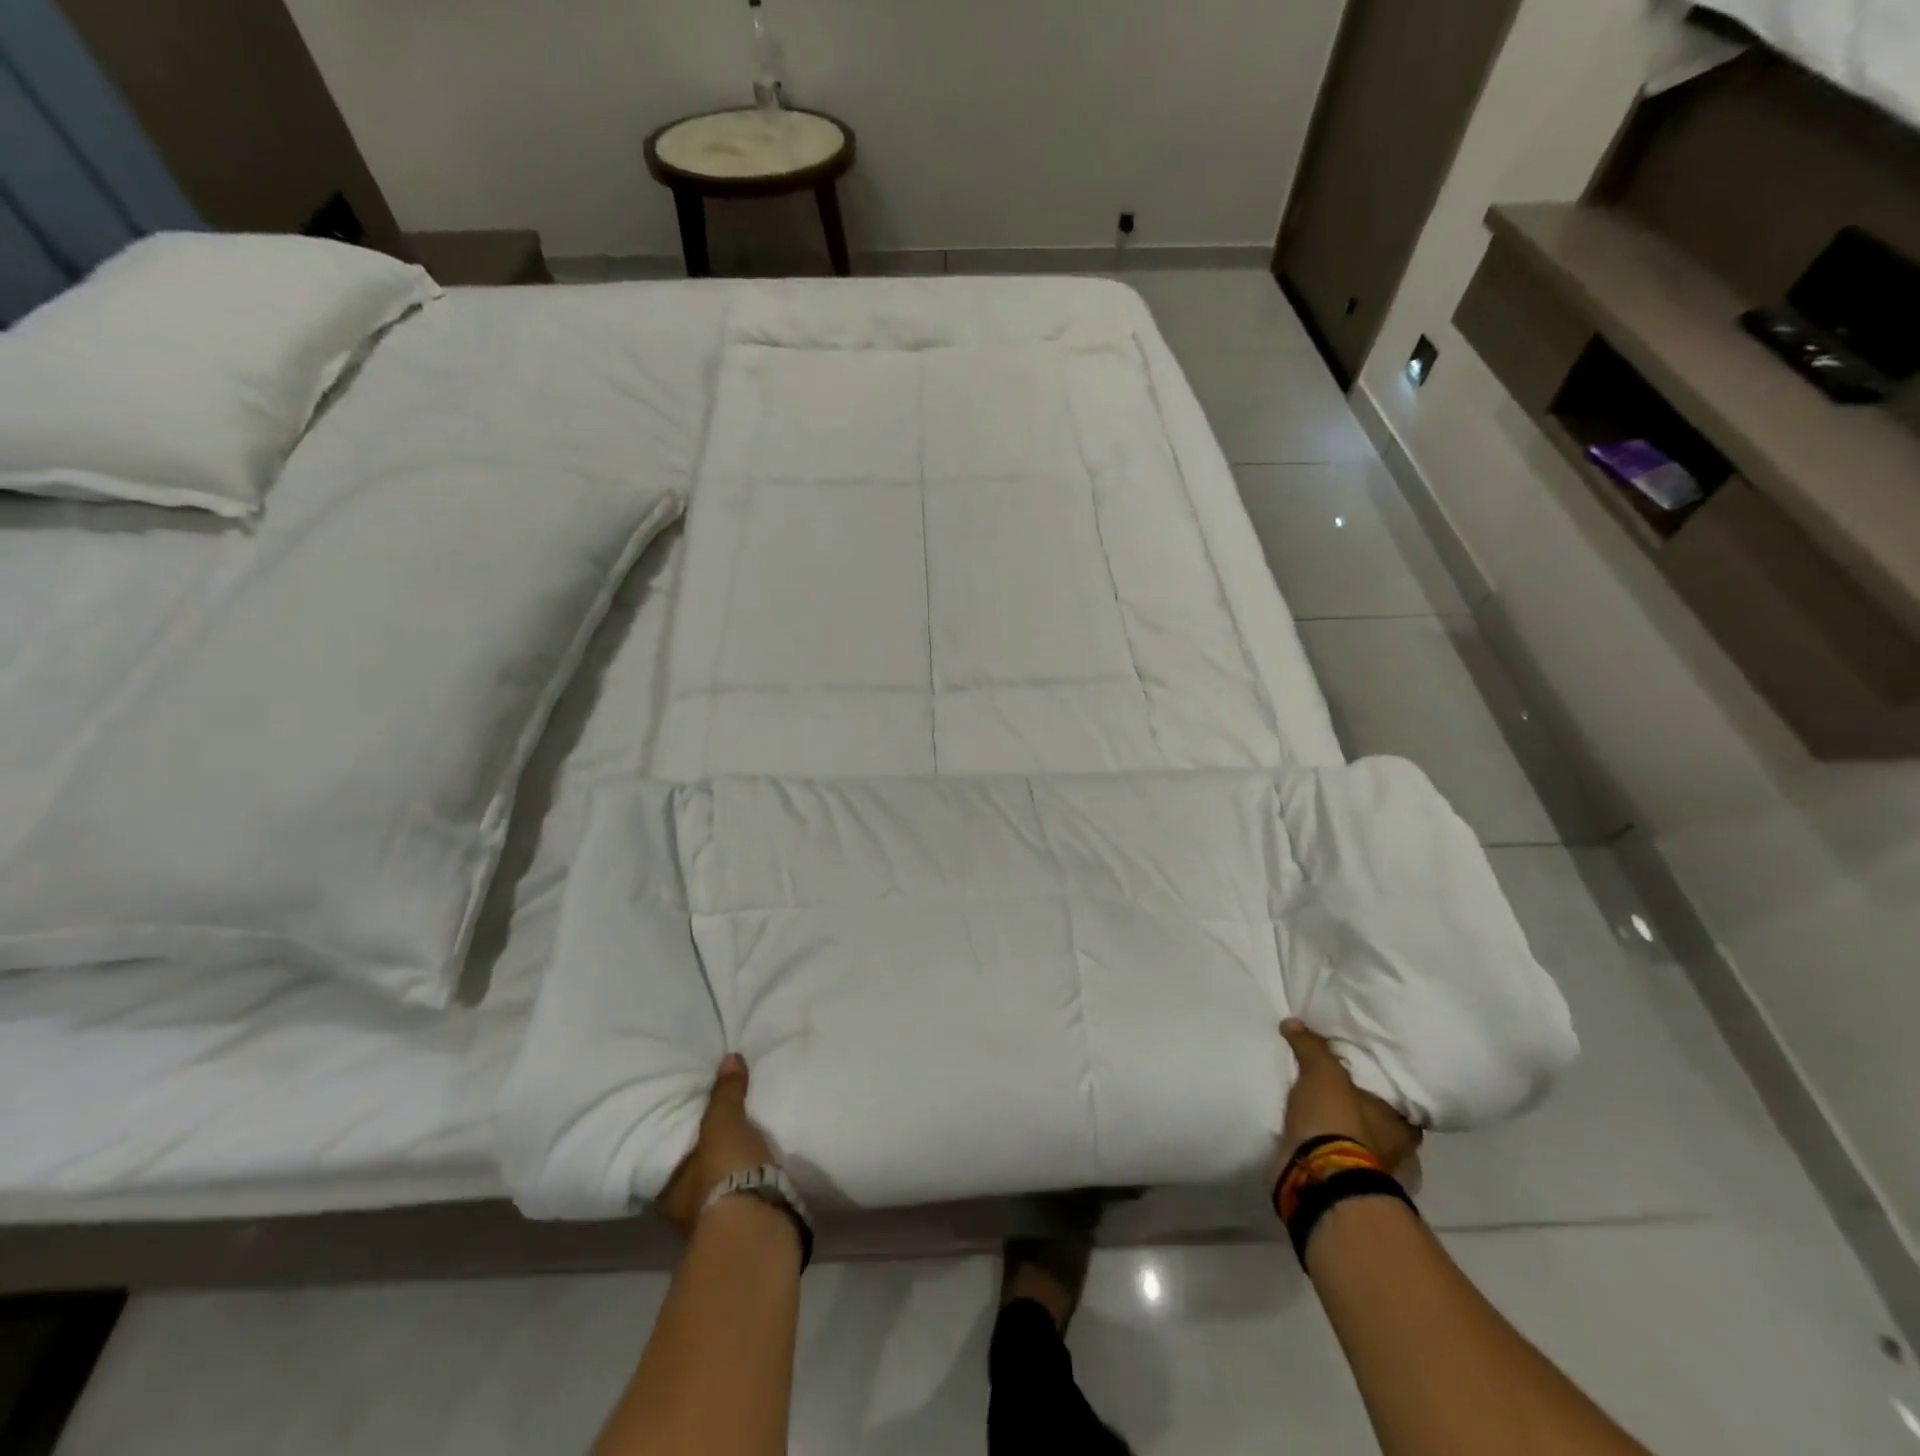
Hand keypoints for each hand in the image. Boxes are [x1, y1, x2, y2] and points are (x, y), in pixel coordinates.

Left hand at [657, 1053, 776, 1235]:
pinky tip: (758, 1172)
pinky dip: (747, 1187)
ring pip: (715, 1193)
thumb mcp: (723, 1122)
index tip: (684, 1132)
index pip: (664, 1165)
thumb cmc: (724, 1171)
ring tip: (742, 1151)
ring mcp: (713, 1226)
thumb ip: (726, 1092)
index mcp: (666, 1193)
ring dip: (726, 1177)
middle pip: (690, 1180)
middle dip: (703, 1162)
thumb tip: (730, 1057)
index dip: (674, 1148)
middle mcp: (682, 1214)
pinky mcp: (744, 1230)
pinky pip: (741, 1200)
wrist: (758, 1222)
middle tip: (717, 1136)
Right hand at [1272, 1019, 1422, 1187]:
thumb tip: (1293, 1022)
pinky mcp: (1334, 1174)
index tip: (1360, 1062)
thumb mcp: (1323, 1072)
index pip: (1398, 1095)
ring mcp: (1362, 1164)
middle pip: (1371, 1114)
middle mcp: (1391, 1149)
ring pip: (1348, 1131)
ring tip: (1308, 1093)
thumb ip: (1311, 1045)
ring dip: (1331, 1118)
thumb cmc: (1337, 1121)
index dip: (1378, 1078)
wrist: (1315, 1175)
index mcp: (1402, 1126)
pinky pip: (1325, 1145)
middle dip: (1352, 1099)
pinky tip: (1299, 1116)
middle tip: (1329, 1074)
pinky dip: (1314, 1134)